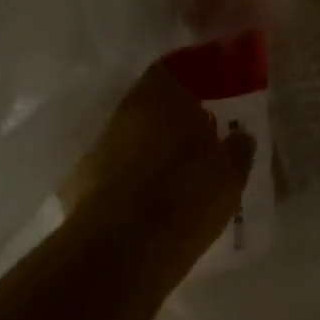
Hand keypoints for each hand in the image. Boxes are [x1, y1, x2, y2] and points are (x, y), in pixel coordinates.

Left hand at [71, 62, 255, 277]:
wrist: (122, 250)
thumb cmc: (186, 198)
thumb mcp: (230, 174)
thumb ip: (238, 148)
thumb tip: (239, 136)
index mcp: (161, 97)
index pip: (173, 70)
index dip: (193, 79)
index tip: (211, 93)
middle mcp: (124, 114)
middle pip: (150, 105)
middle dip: (174, 118)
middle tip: (201, 135)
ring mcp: (98, 148)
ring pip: (131, 138)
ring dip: (152, 149)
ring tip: (177, 173)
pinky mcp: (80, 184)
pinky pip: (115, 172)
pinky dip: (132, 179)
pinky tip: (149, 201)